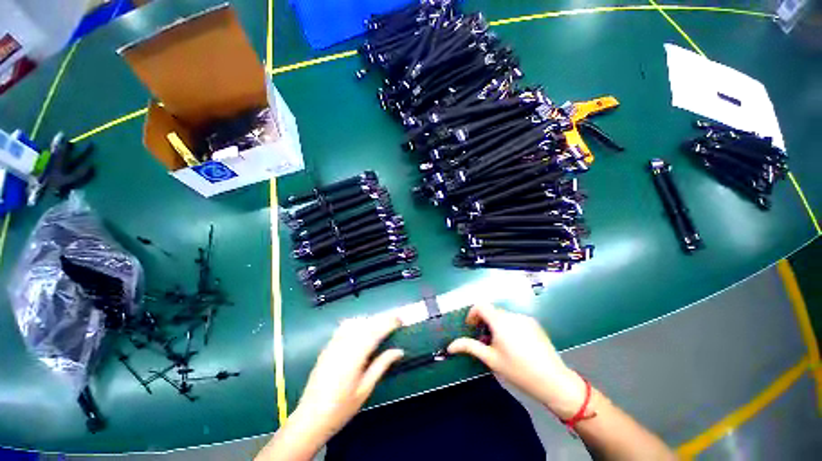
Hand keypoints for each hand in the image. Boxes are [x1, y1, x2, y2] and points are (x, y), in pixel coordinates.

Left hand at [290, 315, 403, 441]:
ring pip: (355, 322)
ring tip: (380, 325)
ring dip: (369, 320)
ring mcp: (333, 344)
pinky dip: (356, 323)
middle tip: (395, 320)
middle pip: (366, 323)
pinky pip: (344, 327)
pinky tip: (361, 329)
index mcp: (355, 356)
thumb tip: (399, 351)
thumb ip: (382, 365)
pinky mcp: (327, 346)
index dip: (389, 323)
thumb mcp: (365, 389)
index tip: (400, 320)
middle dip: (382, 319)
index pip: (375, 332)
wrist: (310, 418)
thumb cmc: (341, 408)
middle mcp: (343, 345)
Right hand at [448, 304, 586, 418]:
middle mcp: (512, 315)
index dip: (472, 313)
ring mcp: (525, 318)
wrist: (554, 381)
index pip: (480, 305)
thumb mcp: (491, 359)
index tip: (471, 328)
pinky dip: (509, 327)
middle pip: (491, 311)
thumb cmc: (518, 370)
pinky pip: (515, 320)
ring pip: (503, 316)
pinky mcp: (534, 324)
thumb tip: (450, 346)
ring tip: (500, 345)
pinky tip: (515, 346)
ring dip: (496, 325)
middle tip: (484, 341)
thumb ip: (469, 347)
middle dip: (484, 322)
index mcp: (500, 321)